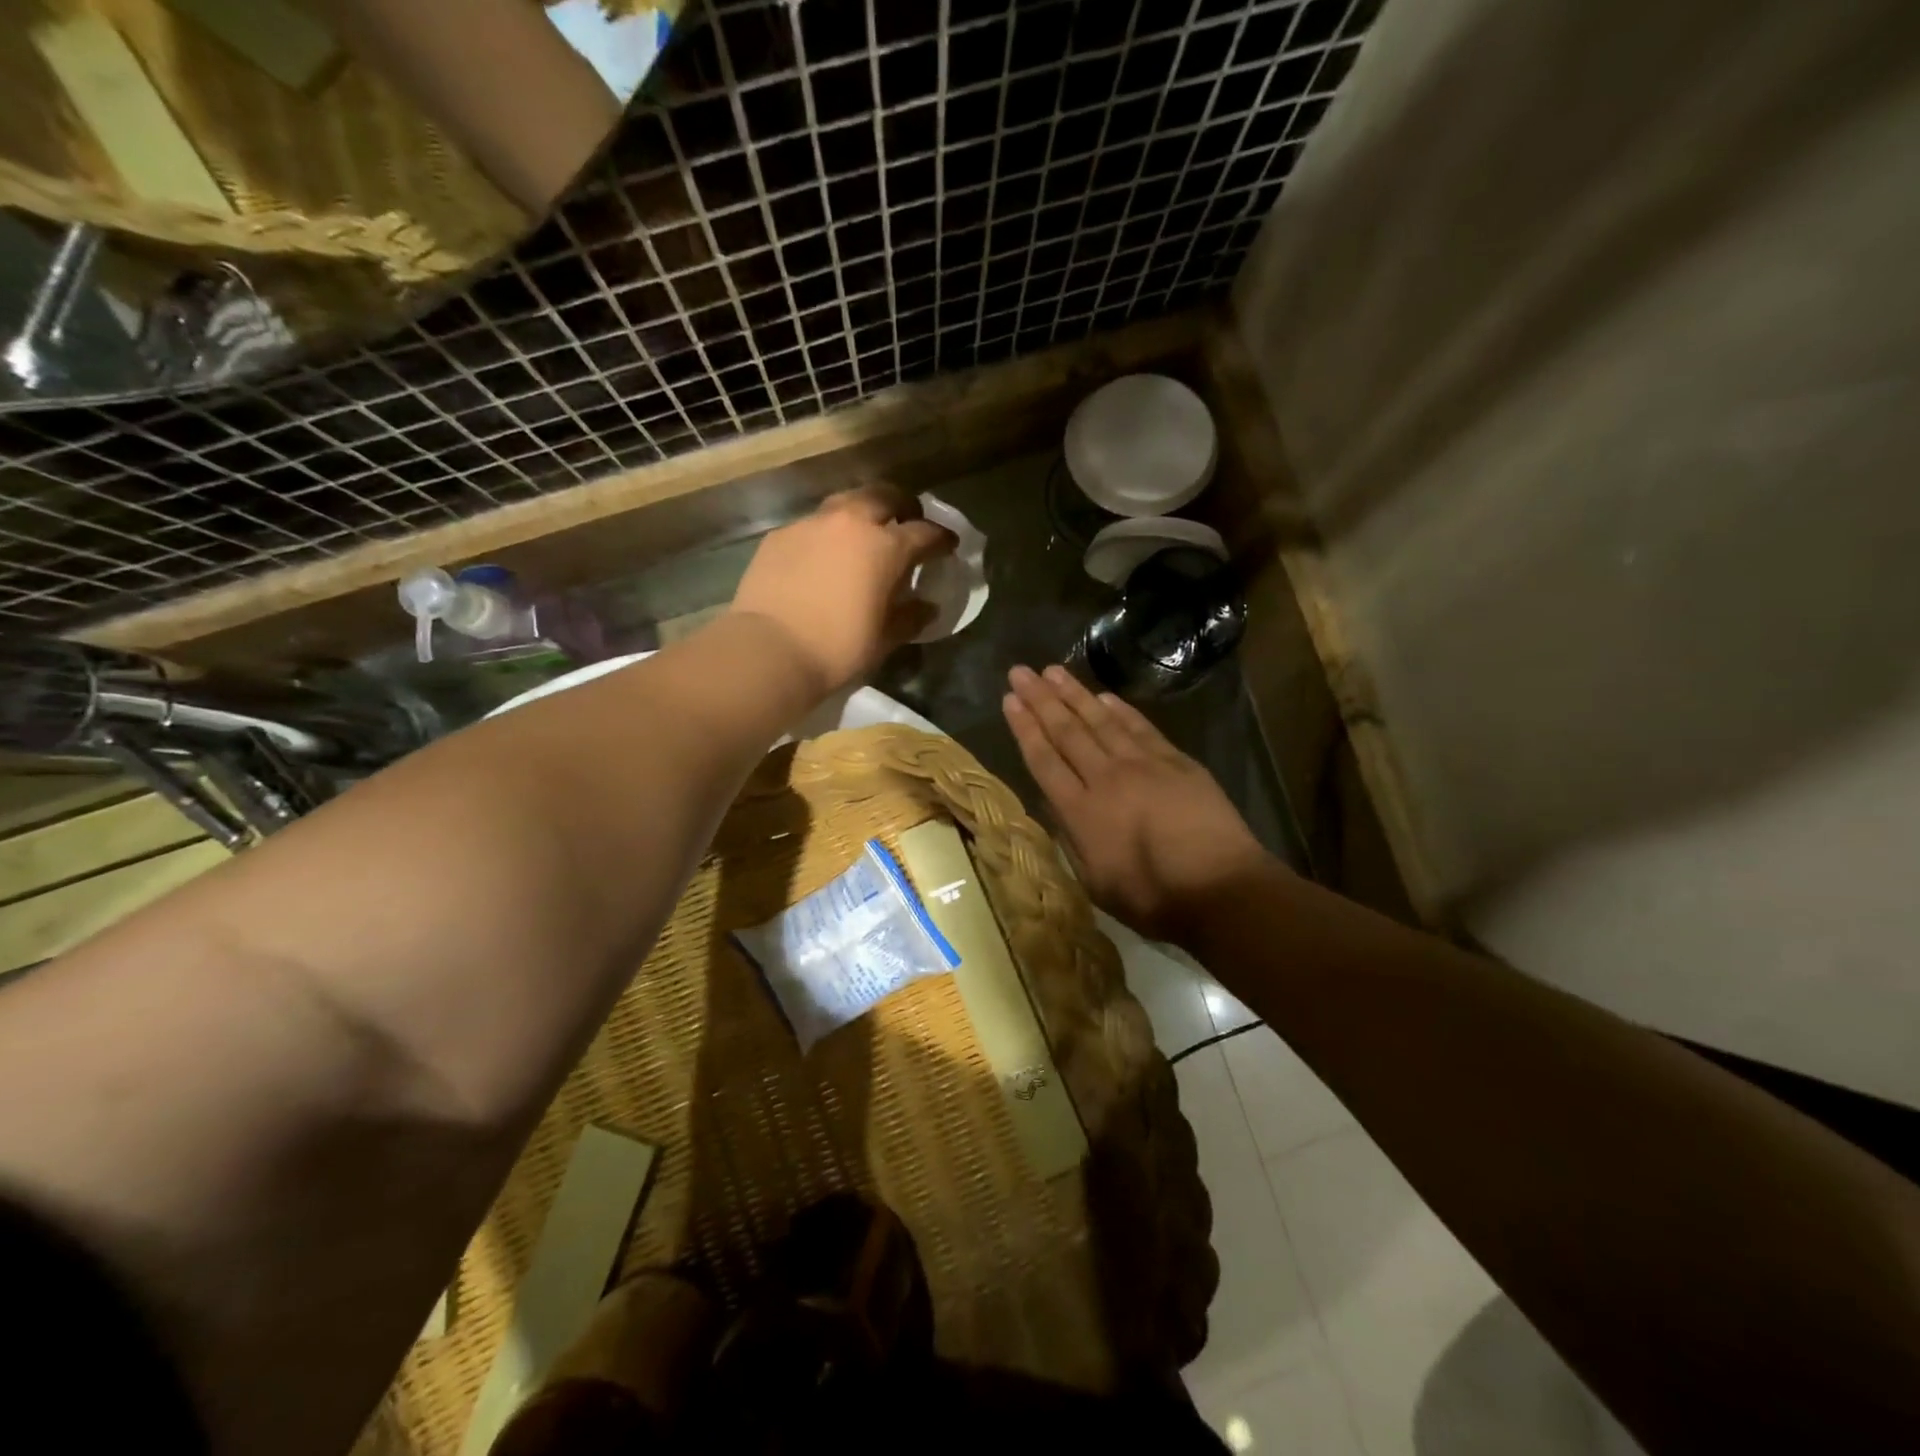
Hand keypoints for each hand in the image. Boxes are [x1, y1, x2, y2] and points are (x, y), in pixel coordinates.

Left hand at [731, 486, 955, 696]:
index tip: (948, 546)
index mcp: (885, 546)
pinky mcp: (780, 536)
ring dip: (862, 513)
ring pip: (845, 503)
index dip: (941, 539)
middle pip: (884, 496)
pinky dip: (827, 534)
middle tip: (907, 523)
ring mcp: (811, 524)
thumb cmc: (838, 648)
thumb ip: (910, 617)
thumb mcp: (884, 638)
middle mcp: (851, 522)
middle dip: (902, 506)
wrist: (769, 650)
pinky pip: (813, 525)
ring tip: (864, 535)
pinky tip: (824, 557)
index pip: (925, 532)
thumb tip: (926, 607)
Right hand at [1003, 664, 1274, 944]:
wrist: (1221, 888)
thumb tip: (1055, 805)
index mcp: (1081, 812)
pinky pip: (1140, 728)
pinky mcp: (1176, 761)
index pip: (1044, 760)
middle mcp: (1106, 778)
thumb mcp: (1095, 882)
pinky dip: (1120, 710)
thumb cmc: (1153, 899)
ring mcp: (1144, 765)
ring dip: (1074, 694)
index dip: (1024, 728)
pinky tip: (1103, 696)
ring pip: (1100, 721)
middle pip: (1067, 731)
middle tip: (1021, 672)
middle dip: (1040, 699)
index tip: (1009, 700)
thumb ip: (1071, 839)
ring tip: (1053, 671)